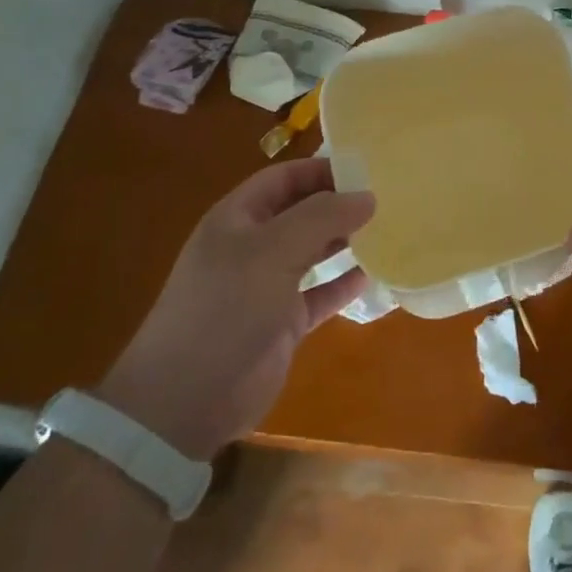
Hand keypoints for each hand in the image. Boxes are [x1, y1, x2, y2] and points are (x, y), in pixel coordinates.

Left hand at [99, 157, 373, 458]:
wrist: (185, 402)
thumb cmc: (226, 307)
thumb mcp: (273, 250)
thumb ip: (322, 217)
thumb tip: (368, 196)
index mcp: (238, 218)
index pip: (285, 178)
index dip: (322, 169)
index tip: (367, 170)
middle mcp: (253, 246)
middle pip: (302, 212)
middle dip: (339, 204)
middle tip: (386, 198)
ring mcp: (267, 286)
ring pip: (313, 251)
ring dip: (345, 240)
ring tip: (386, 229)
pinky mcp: (282, 322)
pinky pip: (320, 293)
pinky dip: (343, 283)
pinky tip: (372, 274)